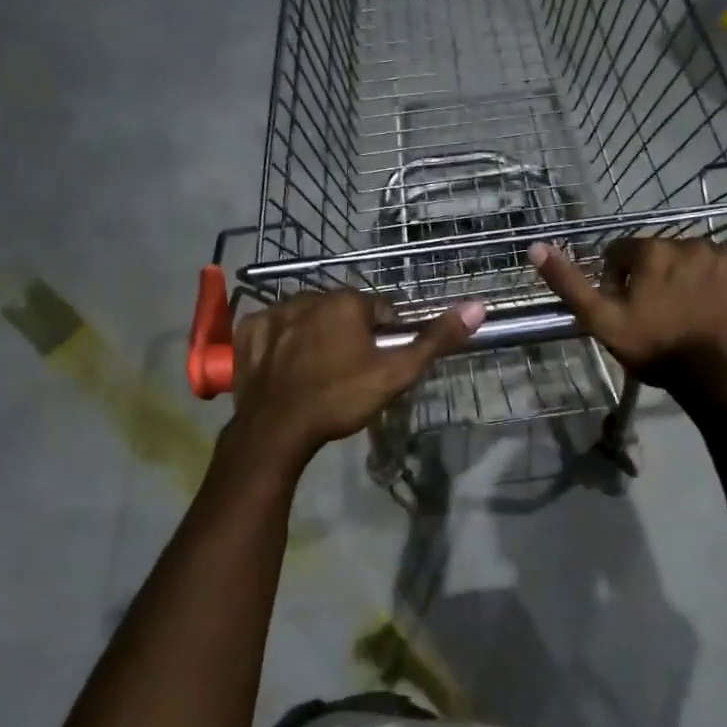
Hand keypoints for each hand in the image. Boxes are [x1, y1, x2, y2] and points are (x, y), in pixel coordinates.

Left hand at [228, 289, 484, 465]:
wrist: (276, 430)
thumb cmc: (340, 399)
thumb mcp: (396, 374)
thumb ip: (435, 340)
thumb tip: (478, 307)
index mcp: (346, 302)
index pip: (380, 310)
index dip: (384, 337)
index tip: (378, 364)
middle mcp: (309, 296)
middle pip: (342, 311)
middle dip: (349, 333)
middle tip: (349, 372)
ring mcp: (273, 312)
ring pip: (308, 317)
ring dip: (316, 334)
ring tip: (317, 372)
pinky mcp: (249, 331)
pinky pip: (274, 327)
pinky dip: (282, 341)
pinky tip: (287, 366)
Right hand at [530, 236, 726, 388]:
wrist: (715, 377)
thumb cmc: (654, 349)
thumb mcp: (601, 321)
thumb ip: (569, 284)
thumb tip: (536, 246)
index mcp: (650, 252)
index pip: (623, 252)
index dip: (620, 278)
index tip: (627, 306)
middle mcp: (688, 242)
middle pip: (662, 252)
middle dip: (657, 275)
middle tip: (660, 312)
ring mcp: (725, 254)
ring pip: (698, 255)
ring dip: (691, 273)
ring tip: (692, 309)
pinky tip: (724, 293)